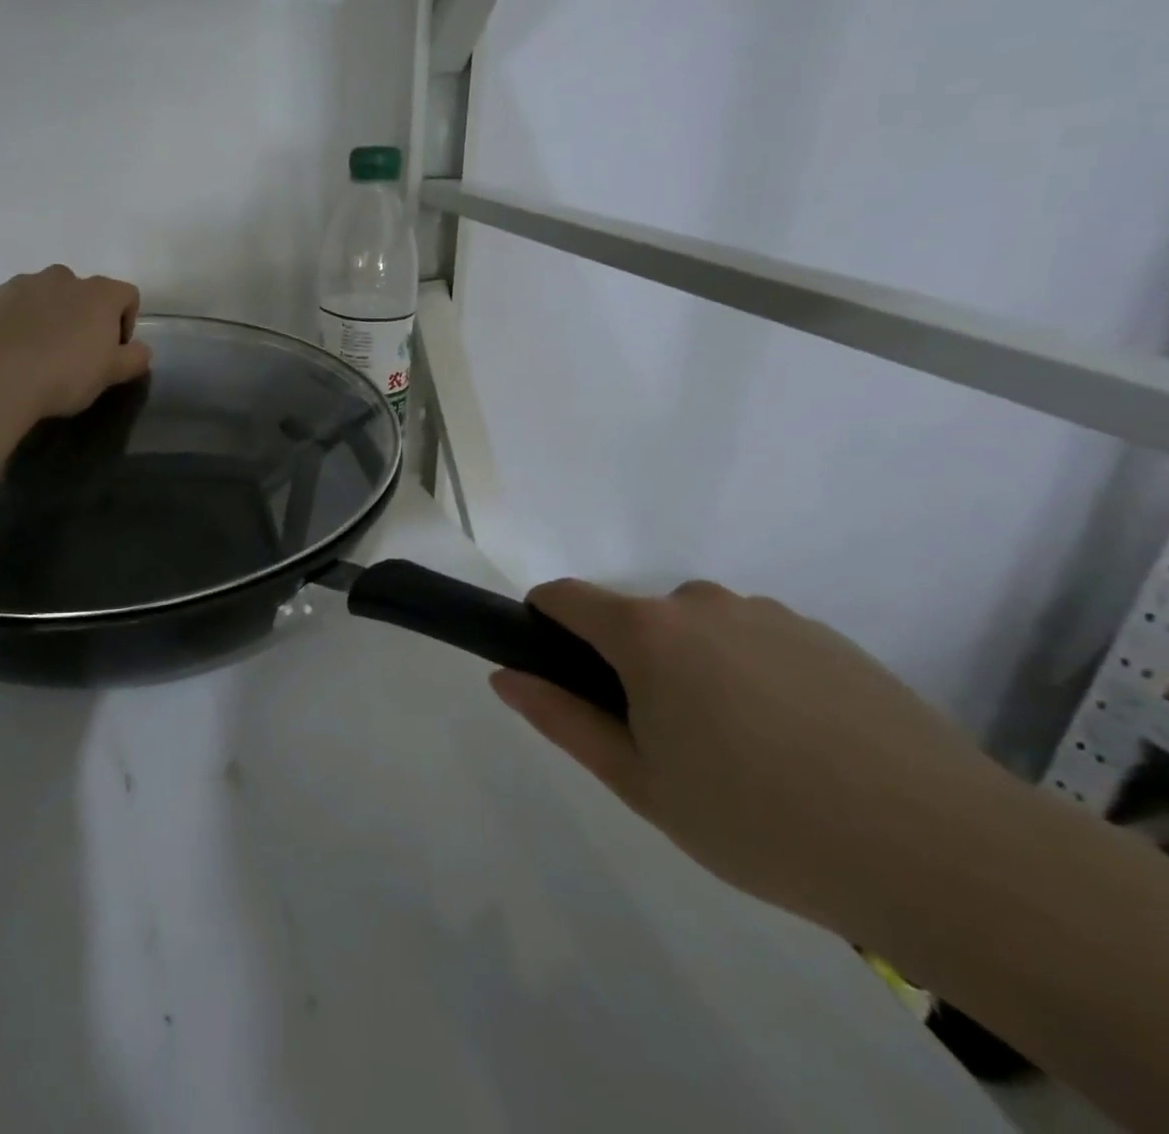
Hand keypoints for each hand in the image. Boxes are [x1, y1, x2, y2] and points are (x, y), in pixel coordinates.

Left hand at [0, 266, 152, 418]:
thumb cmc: (65, 374)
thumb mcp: (110, 375)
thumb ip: (133, 359)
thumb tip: (142, 350)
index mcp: (100, 293)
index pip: (127, 295)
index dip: (126, 321)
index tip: (113, 350)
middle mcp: (65, 278)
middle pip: (86, 292)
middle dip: (85, 316)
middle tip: (76, 352)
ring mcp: (26, 283)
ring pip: (48, 294)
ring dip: (51, 314)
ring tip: (41, 351)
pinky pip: (16, 303)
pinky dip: (20, 319)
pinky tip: (13, 349)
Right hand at [492, 579, 1024, 939]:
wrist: (947, 854)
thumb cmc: (761, 821)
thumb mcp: (640, 783)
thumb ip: (561, 719)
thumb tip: (504, 676)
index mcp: (646, 633)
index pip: (563, 596)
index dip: (543, 624)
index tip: (557, 672)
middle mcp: (700, 603)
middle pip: (635, 619)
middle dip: (629, 665)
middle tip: (666, 744)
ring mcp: (769, 615)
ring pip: (698, 632)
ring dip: (694, 672)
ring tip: (744, 755)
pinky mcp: (827, 637)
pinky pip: (757, 643)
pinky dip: (752, 677)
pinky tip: (800, 748)